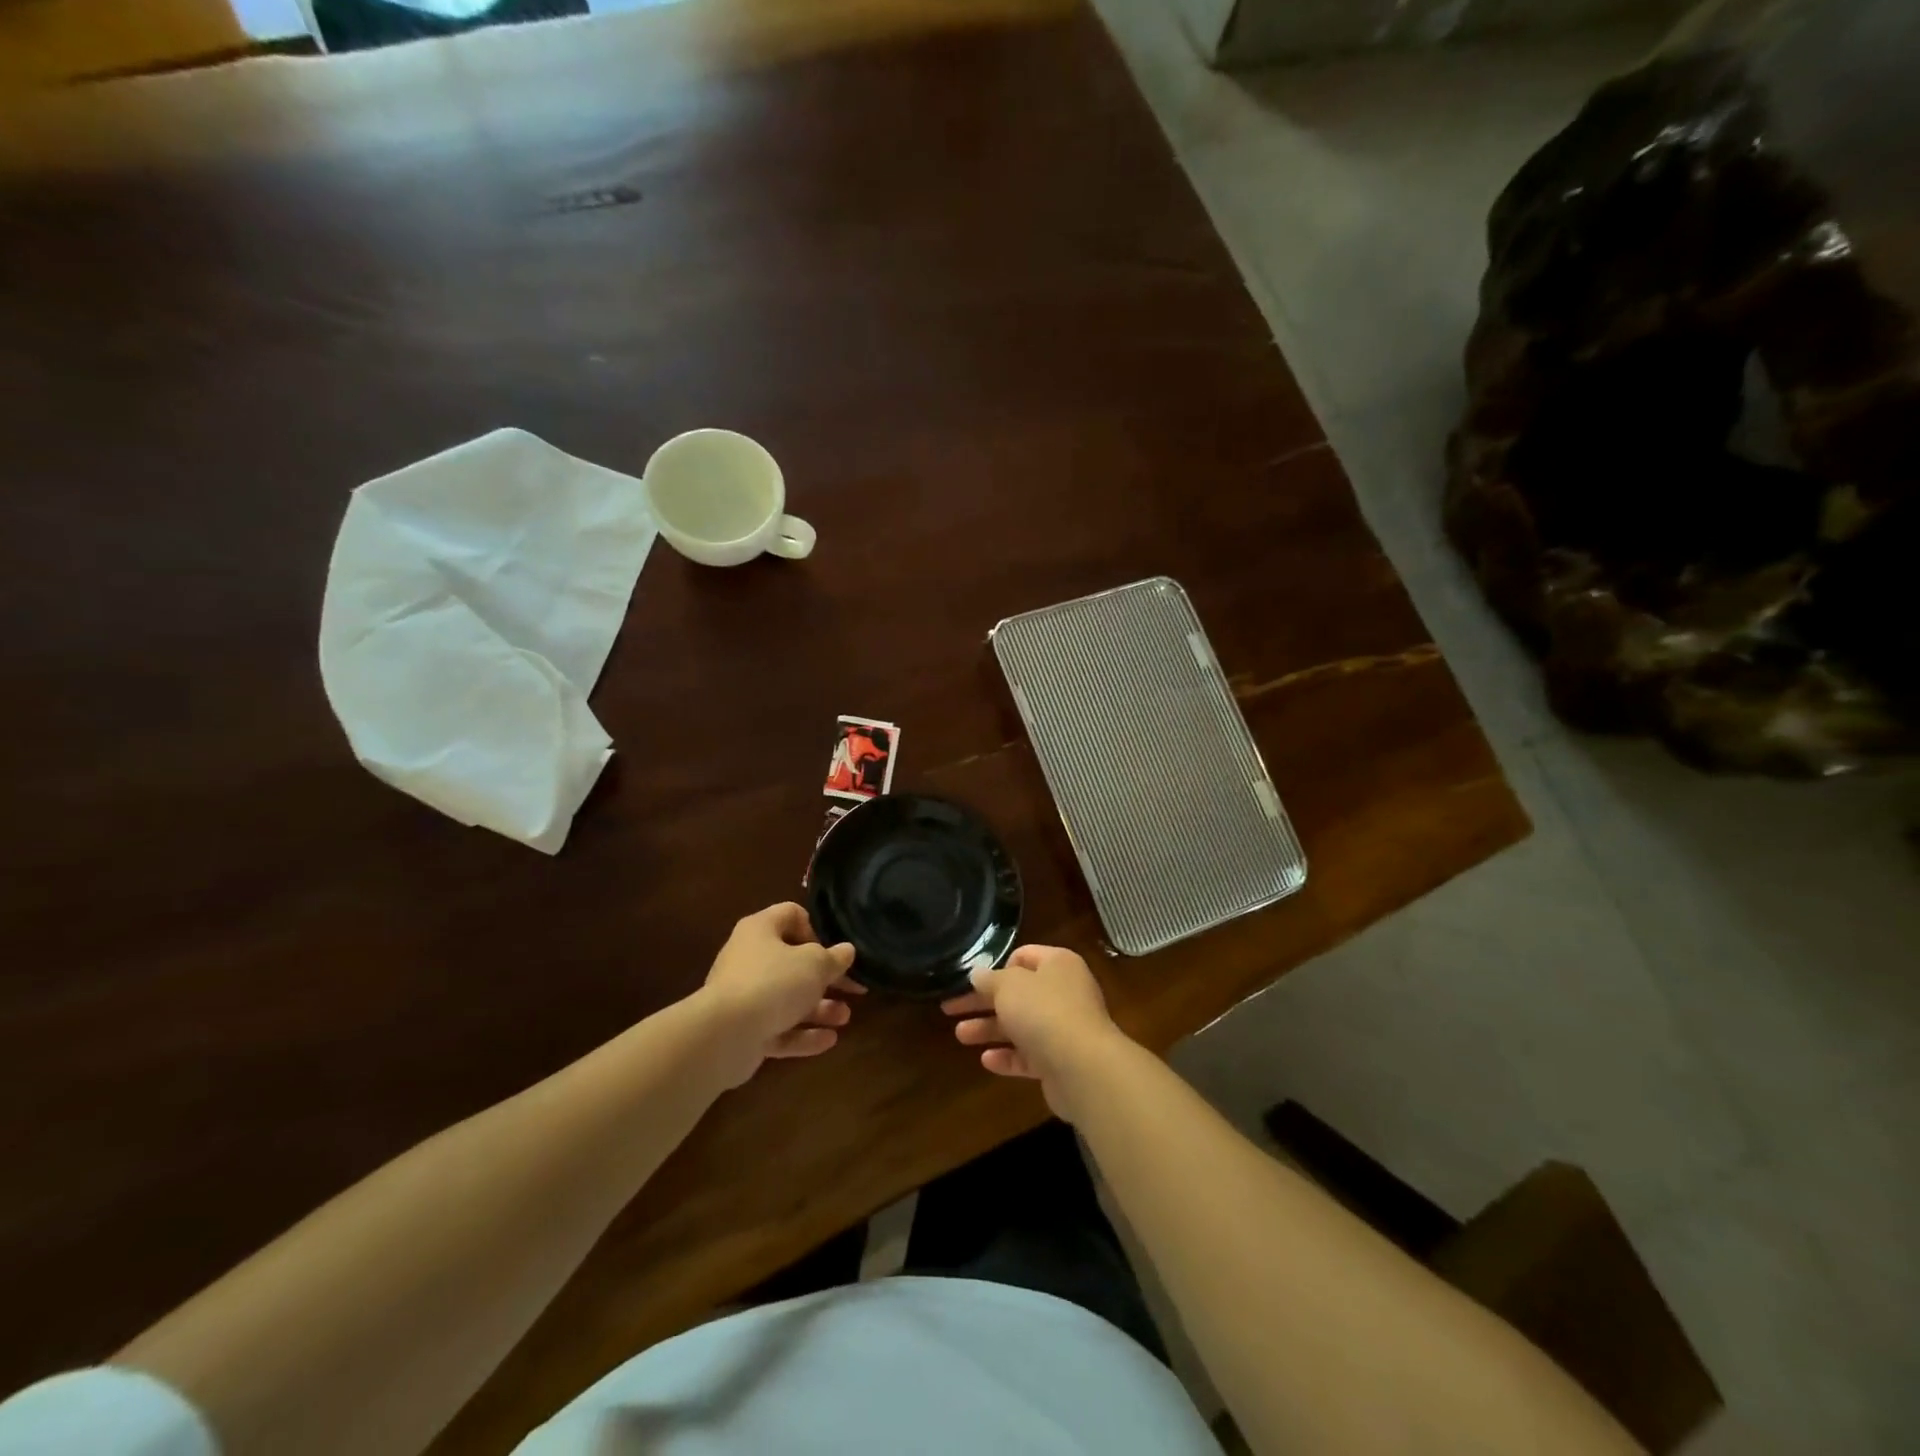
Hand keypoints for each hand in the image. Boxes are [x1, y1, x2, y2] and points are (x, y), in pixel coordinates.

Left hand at [696, 902, 862, 1086]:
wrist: (724, 1036)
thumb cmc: (774, 982)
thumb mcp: (815, 964)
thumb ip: (834, 957)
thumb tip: (846, 950)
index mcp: (761, 930)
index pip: (791, 915)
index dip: (817, 929)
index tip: (835, 949)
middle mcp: (749, 958)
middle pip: (793, 962)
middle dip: (825, 978)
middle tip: (853, 989)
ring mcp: (744, 996)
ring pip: (788, 998)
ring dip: (819, 1008)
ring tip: (845, 1018)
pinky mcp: (744, 1030)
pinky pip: (778, 1028)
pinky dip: (802, 1034)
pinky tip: (830, 1040)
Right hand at [941, 944, 1129, 1121]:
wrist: (1082, 1067)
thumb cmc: (1044, 1011)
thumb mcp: (1008, 986)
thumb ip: (990, 980)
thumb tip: (977, 974)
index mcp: (1058, 964)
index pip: (1025, 956)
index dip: (998, 966)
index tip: (973, 979)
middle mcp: (1064, 992)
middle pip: (1017, 993)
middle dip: (983, 1001)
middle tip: (950, 1008)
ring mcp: (1064, 1028)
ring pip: (1020, 1025)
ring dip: (990, 1029)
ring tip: (960, 1036)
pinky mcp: (1060, 1061)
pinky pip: (1029, 1055)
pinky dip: (1008, 1057)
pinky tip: (985, 1060)